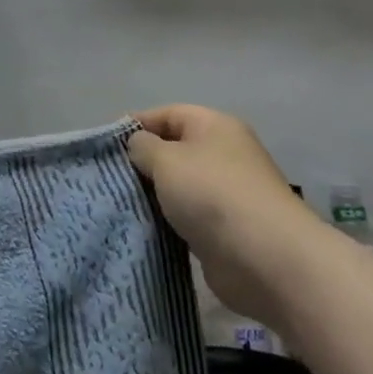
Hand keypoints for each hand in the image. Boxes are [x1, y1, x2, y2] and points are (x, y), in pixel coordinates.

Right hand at [128, 105, 317, 327]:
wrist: (266, 259)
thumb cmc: (212, 194)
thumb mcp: (166, 160)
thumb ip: (144, 147)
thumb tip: (139, 146)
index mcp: (214, 126)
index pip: (167, 114)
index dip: (136, 125)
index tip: (106, 146)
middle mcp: (224, 154)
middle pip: (174, 150)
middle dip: (143, 163)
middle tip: (110, 178)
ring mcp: (227, 194)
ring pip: (179, 187)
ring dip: (154, 196)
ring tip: (121, 204)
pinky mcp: (225, 230)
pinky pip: (187, 217)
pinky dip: (168, 222)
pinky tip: (145, 228)